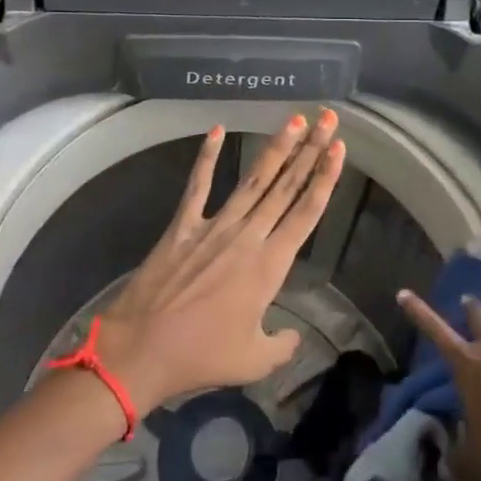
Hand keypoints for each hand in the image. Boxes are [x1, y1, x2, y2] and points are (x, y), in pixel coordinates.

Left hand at [94, 110, 345, 414]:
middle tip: (327, 119)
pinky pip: (198, 185)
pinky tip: (216, 129)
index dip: (325, 178)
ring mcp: (214, 226)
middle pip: (286, 186)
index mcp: (269, 266)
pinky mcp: (183, 225)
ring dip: (275, 148)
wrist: (141, 349)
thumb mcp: (253, 361)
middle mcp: (247, 236)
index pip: (306, 213)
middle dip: (310, 150)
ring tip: (294, 120)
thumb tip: (294, 337)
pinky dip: (207, 157)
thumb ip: (282, 346)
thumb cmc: (201, 356)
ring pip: (253, 180)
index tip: (339, 149)